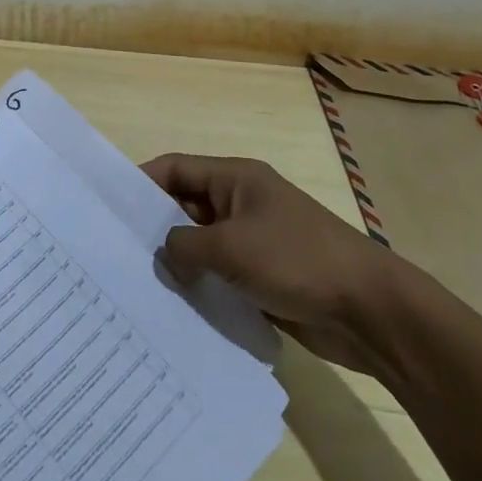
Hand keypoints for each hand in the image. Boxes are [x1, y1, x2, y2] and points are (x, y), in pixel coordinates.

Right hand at [142, 153, 407, 376]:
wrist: (371, 312)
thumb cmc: (297, 260)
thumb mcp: (230, 247)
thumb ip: (184, 247)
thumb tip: (164, 257)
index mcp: (235, 178)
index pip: (176, 168)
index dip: (142, 182)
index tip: (110, 207)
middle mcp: (241, 203)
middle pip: (186, 206)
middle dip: (156, 227)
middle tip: (118, 251)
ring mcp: (255, 241)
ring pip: (203, 244)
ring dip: (179, 261)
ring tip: (140, 282)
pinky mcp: (265, 276)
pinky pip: (221, 274)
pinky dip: (202, 285)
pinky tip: (177, 307)